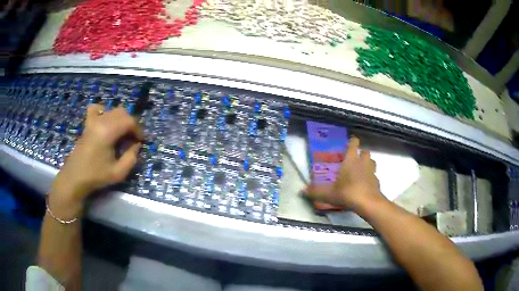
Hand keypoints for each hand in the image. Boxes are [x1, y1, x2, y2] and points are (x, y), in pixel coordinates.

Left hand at [48, 104, 142, 218]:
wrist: (75, 177)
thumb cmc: (96, 176)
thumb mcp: (118, 173)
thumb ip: (131, 158)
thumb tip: (136, 145)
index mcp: (108, 132)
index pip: (129, 121)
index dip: (138, 130)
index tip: (140, 142)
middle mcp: (100, 121)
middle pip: (122, 113)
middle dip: (131, 124)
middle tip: (132, 139)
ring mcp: (92, 120)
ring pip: (112, 110)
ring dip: (120, 119)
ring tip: (121, 133)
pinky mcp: (87, 123)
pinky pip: (96, 109)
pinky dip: (104, 111)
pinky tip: (105, 122)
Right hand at [305, 137, 385, 211]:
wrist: (367, 203)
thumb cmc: (347, 193)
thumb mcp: (328, 194)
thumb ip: (316, 192)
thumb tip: (302, 191)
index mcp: (351, 160)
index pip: (354, 144)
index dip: (352, 141)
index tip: (350, 141)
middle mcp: (363, 163)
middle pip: (365, 151)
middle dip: (361, 153)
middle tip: (355, 158)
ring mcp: (372, 172)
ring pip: (372, 162)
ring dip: (368, 163)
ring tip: (362, 169)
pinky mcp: (377, 182)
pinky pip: (374, 176)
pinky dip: (371, 178)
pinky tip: (366, 184)